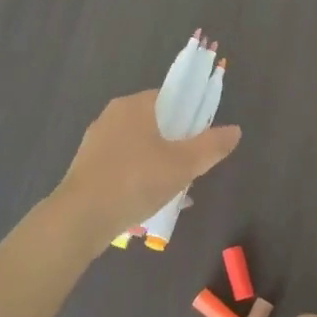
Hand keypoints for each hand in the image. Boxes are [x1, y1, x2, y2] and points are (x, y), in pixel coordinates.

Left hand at [54, 89, 240, 244]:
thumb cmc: (136, 181)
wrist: (81, 218)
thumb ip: (212, 146)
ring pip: (139, 146)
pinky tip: (149, 200)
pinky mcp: (87, 167)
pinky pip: (123, 164)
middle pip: (155, 123)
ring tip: (174, 189)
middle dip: (176, 144)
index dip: (191, 115)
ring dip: (158, 163)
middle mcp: (112, 116)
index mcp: (134, 106)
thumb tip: (235, 130)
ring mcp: (96, 142)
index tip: (202, 140)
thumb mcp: (183, 165)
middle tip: (191, 168)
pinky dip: (139, 176)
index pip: (170, 97)